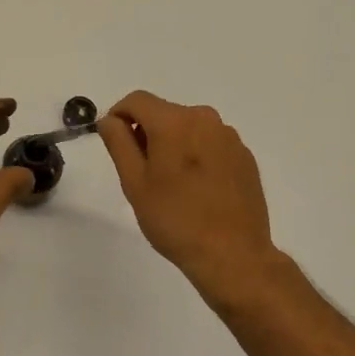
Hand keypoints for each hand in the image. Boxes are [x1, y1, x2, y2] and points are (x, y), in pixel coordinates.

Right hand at [97, 90, 284, 296]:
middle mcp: (204, 118)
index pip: (137, 100)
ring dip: (174, 144)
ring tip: (172, 185)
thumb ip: (119, 143)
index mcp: (174, 121)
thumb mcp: (135, 183)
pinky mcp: (245, 156)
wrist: (233, 255)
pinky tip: (198, 190)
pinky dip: (198, 156)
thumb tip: (109, 119)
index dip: (119, 115)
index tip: (115, 143)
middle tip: (142, 173)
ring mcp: (229, 137)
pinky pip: (211, 144)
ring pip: (189, 128)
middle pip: (164, 113)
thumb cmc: (175, 220)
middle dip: (148, 133)